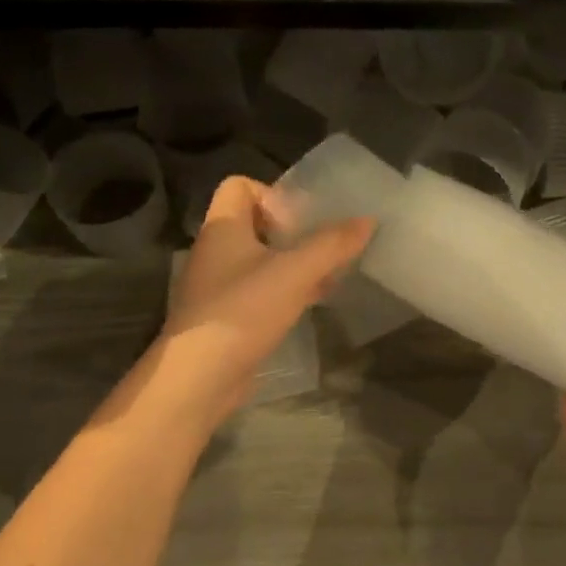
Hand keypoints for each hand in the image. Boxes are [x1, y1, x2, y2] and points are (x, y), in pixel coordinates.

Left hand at [147, 176, 371, 431]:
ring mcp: (219, 286)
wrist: (198, 379)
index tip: (302, 219)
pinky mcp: (227, 317)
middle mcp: (216, 251)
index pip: (240, 186)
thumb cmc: (242, 311)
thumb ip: (332, 244)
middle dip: (294, 231)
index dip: (273, 193)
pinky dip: (286, 291)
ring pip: (261, 259)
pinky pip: (260, 291)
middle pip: (256, 223)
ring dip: (294, 263)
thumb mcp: (294, 272)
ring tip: (329, 274)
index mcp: (223, 228)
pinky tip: (313, 302)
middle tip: (325, 246)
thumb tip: (368, 219)